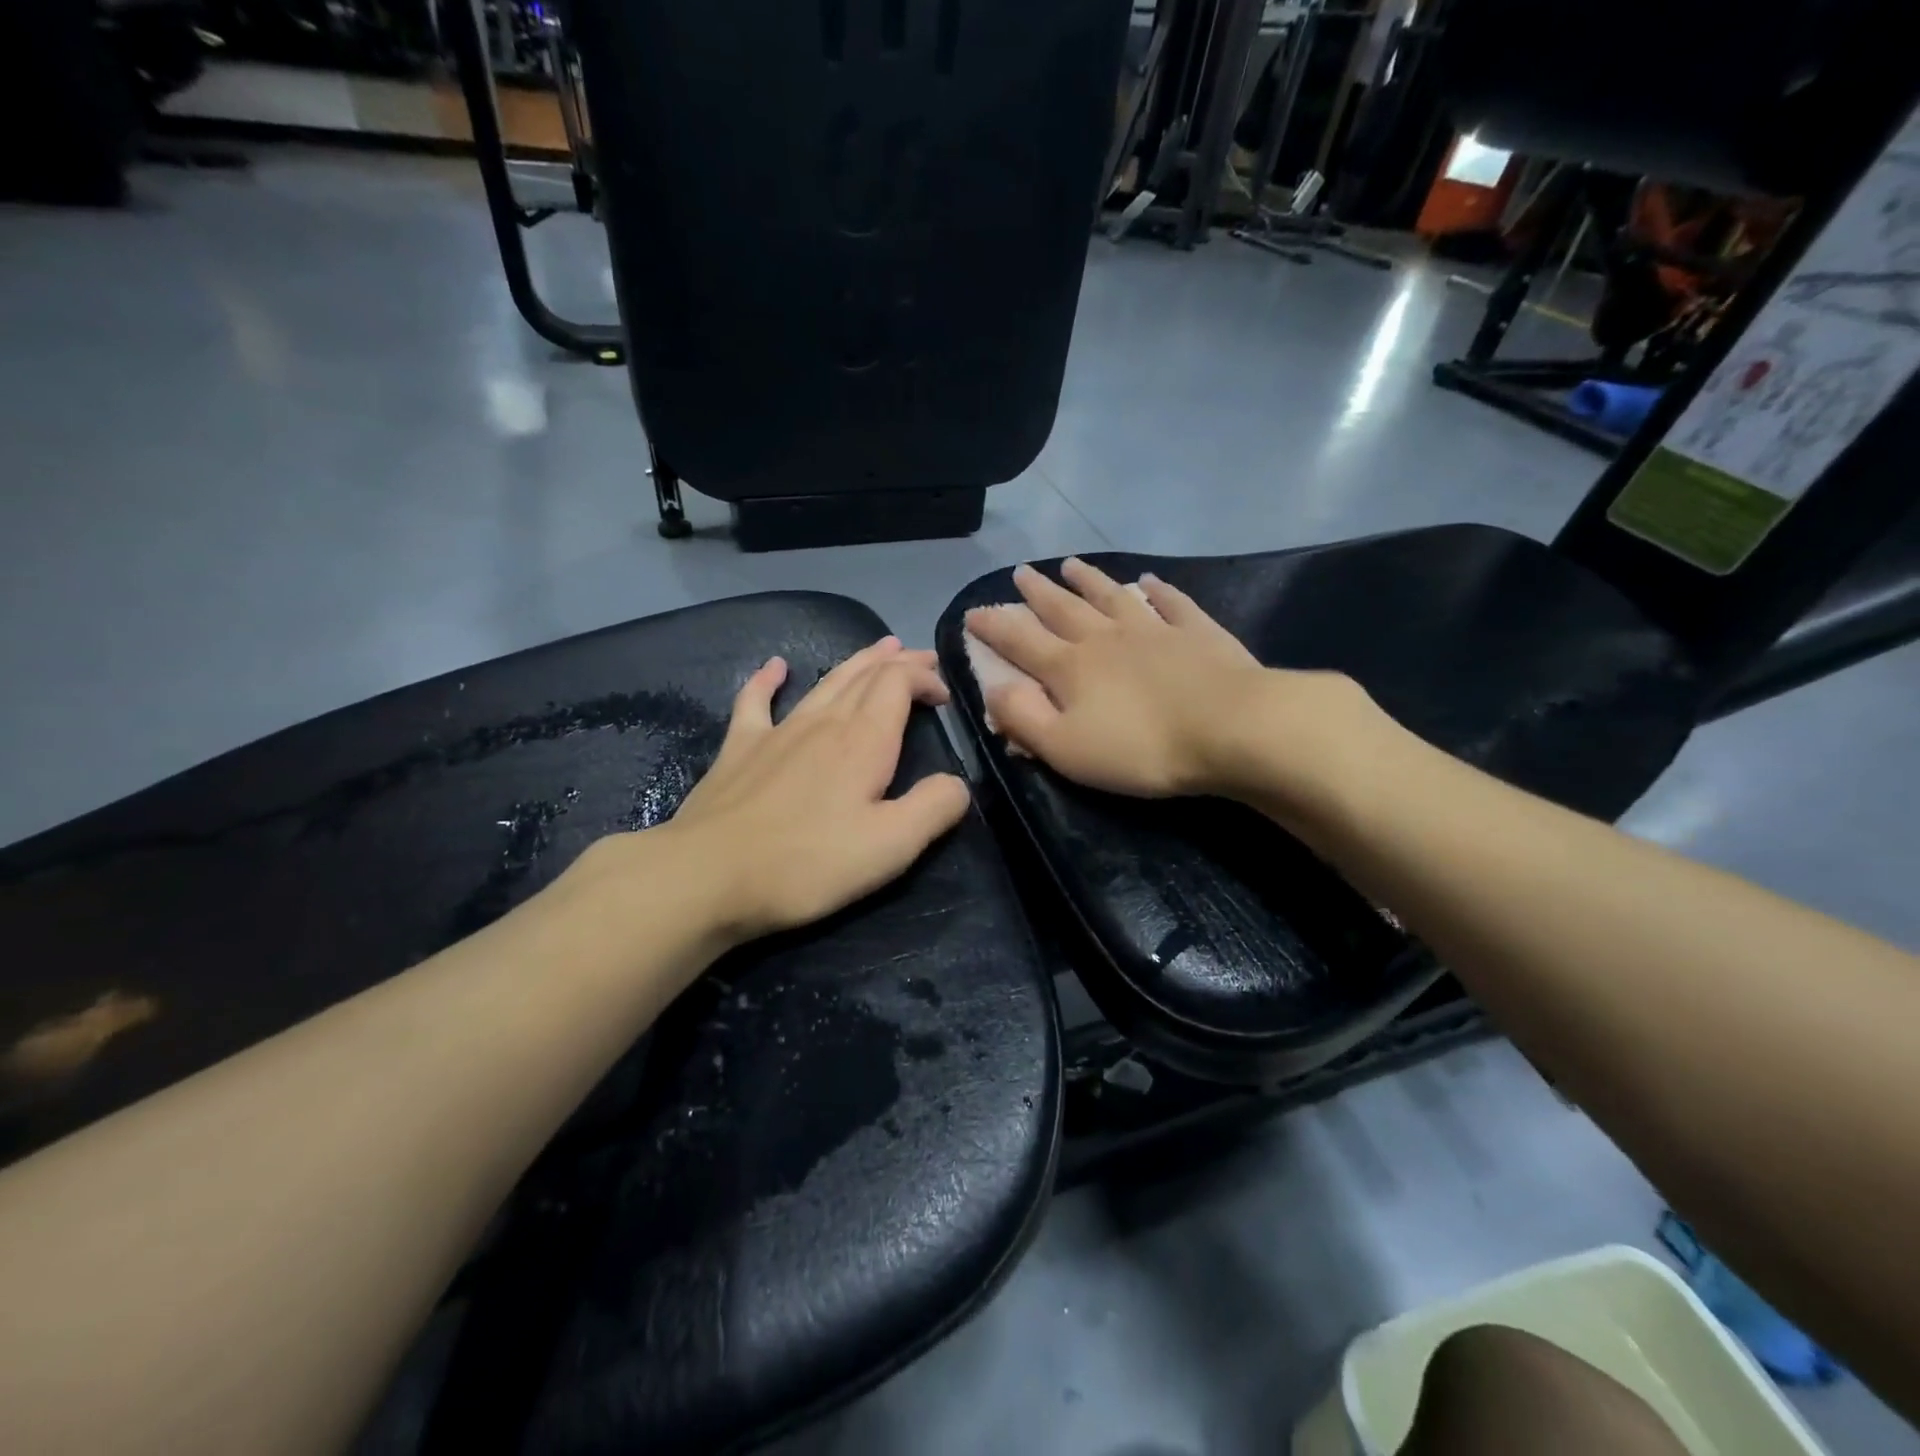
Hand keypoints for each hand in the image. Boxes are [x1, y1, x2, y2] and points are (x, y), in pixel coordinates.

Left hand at [663, 637, 970, 943]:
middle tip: (921, 658)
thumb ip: (935, 808)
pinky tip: (775, 666)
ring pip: (824, 682)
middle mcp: (823, 722)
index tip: (944, 696)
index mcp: (863, 741)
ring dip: (856, 662)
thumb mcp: (891, 846)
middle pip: (865, 675)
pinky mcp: (739, 748)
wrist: (708, 875)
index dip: (925, 679)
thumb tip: (957, 784)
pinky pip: (755, 701)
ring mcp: (777, 731)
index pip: (899, 684)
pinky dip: (768, 679)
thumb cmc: (807, 863)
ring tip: (878, 649)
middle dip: (898, 662)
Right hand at [963, 558, 1375, 803]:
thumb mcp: (1065, 748)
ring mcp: (1154, 629)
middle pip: (1064, 609)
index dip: (994, 627)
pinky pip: (1171, 603)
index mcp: (1071, 667)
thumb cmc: (1141, 747)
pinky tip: (1149, 580)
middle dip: (1038, 592)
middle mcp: (1106, 638)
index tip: (972, 612)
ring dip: (1088, 580)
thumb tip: (993, 689)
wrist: (1231, 729)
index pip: (1021, 641)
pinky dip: (1158, 589)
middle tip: (1020, 573)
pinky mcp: (1198, 633)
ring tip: (1070, 563)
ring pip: (1112, 597)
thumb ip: (1023, 719)